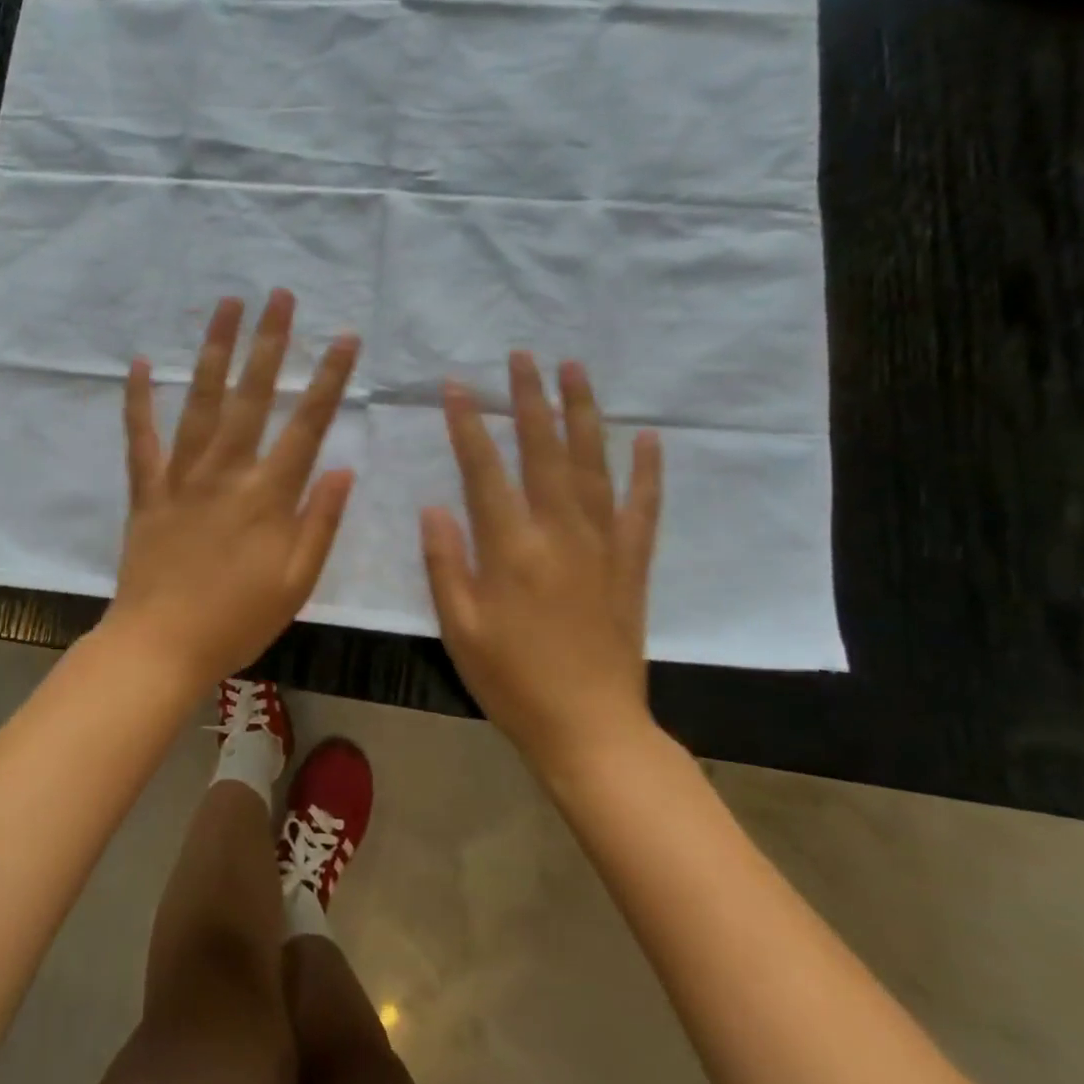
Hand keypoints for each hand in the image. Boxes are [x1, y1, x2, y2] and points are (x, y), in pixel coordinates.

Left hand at [109, 290, 359, 683]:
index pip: (307, 426)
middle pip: (252, 396)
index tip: (345, 338)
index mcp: (268, 496)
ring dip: (215, 350)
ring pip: (200, 402)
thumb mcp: (297, 582)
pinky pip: (141, 438)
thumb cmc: (237, 621)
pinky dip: (138, 401)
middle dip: (270, 342)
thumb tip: (343, 469)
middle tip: (280, 295)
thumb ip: (320, 523)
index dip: (329, 380)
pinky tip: (138, 364)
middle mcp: (226, 472)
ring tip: (226, 306)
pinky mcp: (146, 489)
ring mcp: (181, 476)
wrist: (160, 645)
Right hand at [421, 352, 663, 770]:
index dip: (467, 425)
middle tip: (523, 356)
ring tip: (576, 370)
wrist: (590, 728)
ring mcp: (602, 545)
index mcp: (511, 548)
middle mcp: (559, 533)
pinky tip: (648, 438)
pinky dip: (647, 471)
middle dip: (530, 399)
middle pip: (544, 451)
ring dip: (584, 414)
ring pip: (594, 465)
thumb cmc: (512, 680)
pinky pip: (643, 508)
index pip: (484, 469)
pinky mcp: (631, 564)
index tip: (456, 386)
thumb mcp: (460, 627)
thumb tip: (435, 506)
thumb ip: (446, 562)